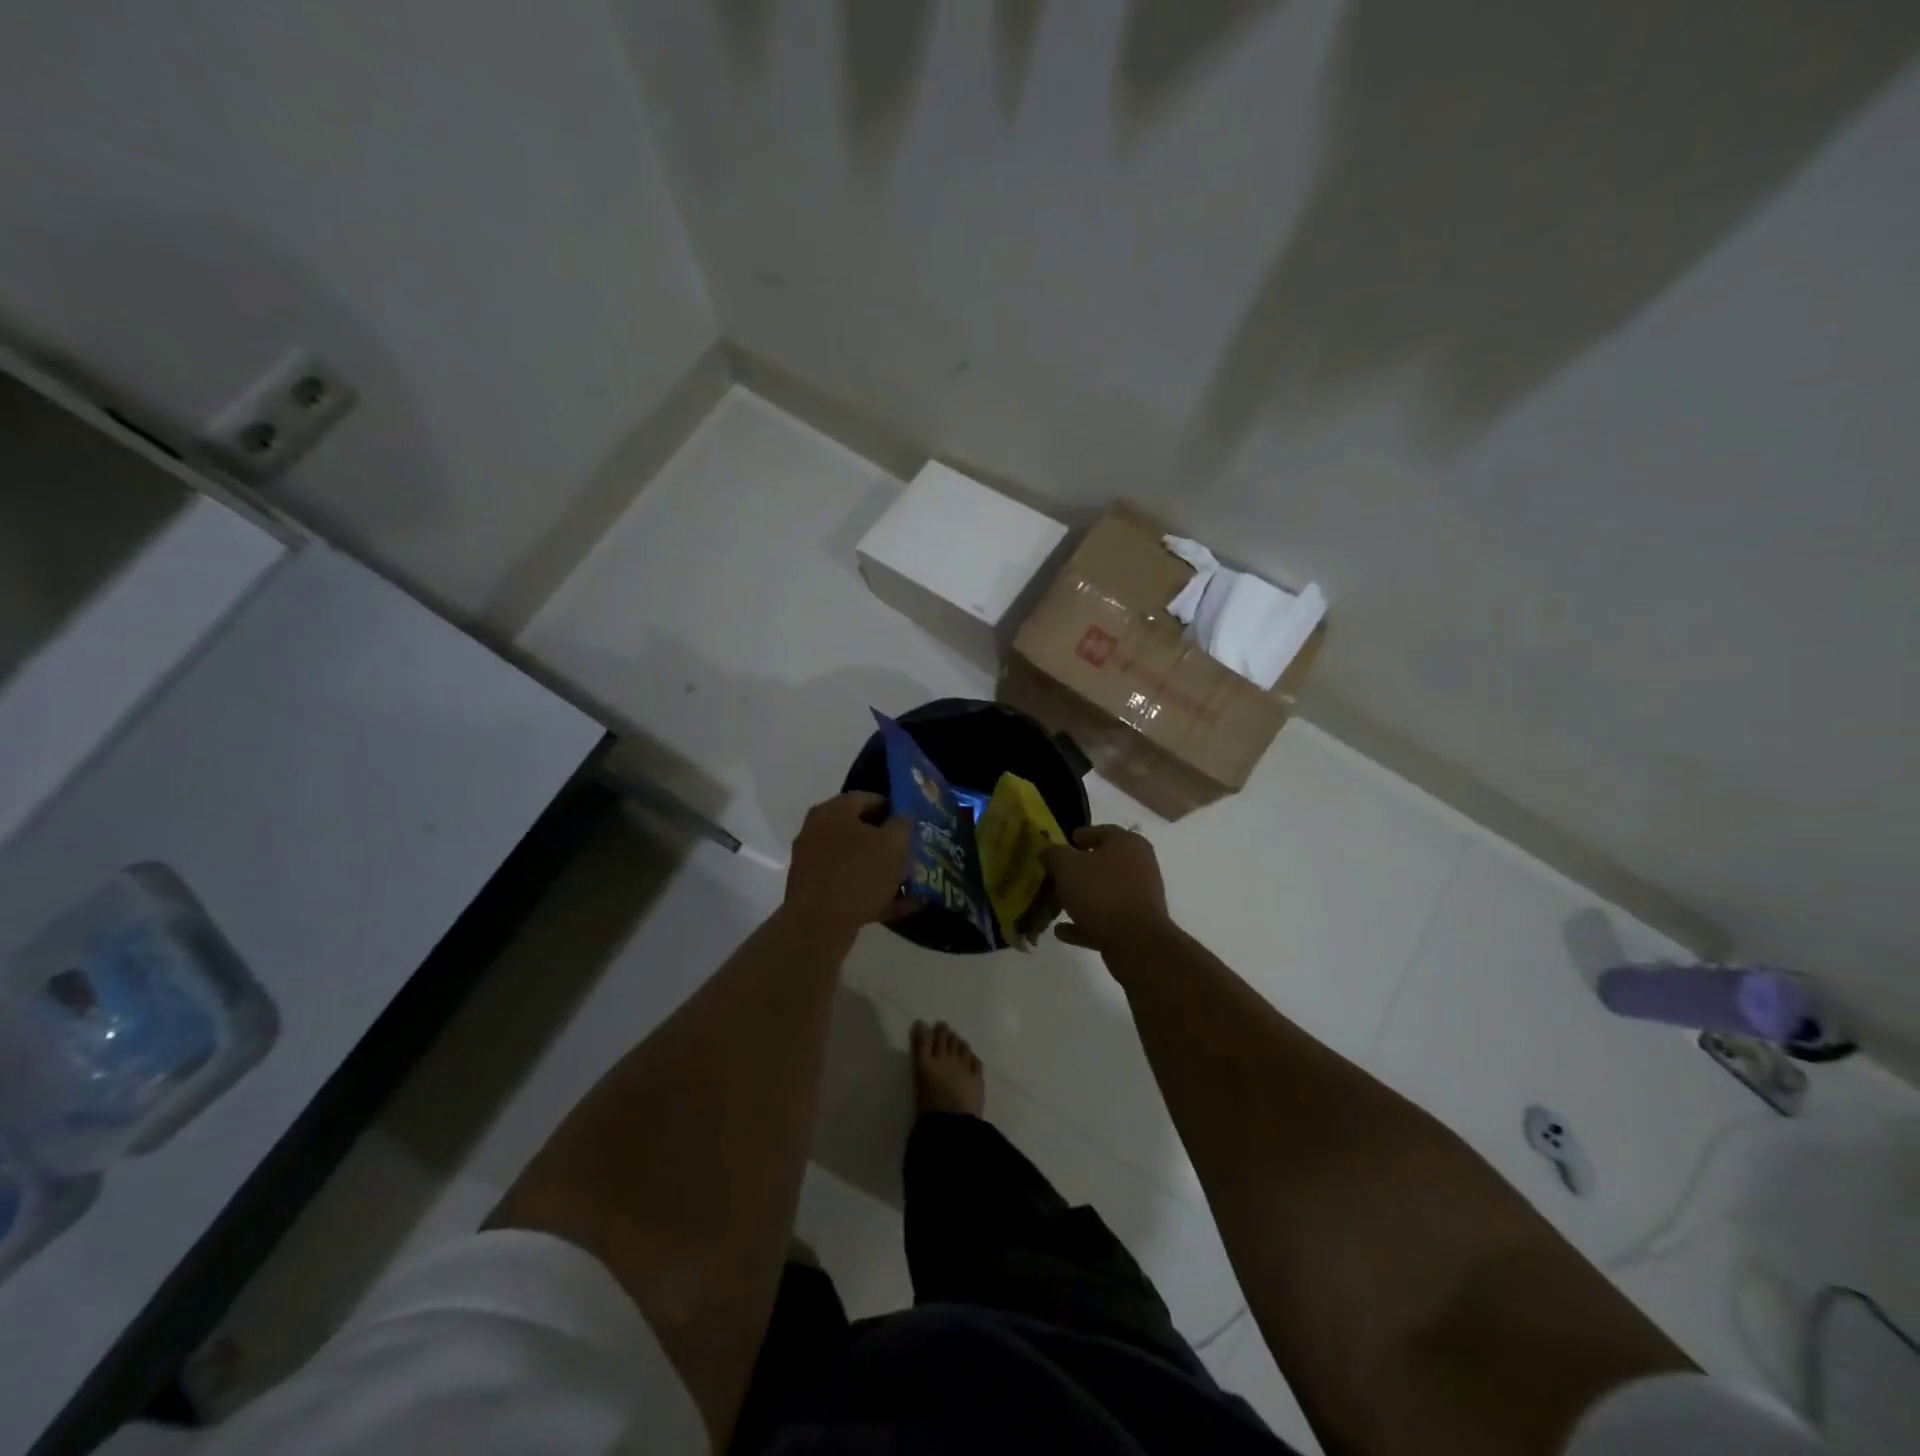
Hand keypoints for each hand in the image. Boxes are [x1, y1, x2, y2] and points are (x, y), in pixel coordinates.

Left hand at [782, 792, 912, 934]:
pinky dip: (872, 893)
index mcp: (833, 811)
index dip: (894, 808)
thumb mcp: (893, 843)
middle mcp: (817, 831)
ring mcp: (813, 863)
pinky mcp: (813, 892)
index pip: (867, 798)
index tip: (913, 824)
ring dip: (882, 870)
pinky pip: (849, 886)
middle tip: (912, 853)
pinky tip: (899, 906)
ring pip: (855, 861)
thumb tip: (904, 818)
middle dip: (888, 842)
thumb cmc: (858, 873)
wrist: (817, 925)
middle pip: (860, 830)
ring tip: (909, 882)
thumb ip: (904, 824)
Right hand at [1042, 825, 1173, 953]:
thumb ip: (1054, 854)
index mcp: (1128, 844)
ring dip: (1081, 897)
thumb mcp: (1066, 866)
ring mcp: (1140, 897)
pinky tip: (1062, 931)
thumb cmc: (1100, 892)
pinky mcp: (1137, 925)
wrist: (1135, 942)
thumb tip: (1048, 852)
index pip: (1102, 831)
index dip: (1081, 835)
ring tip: (1055, 903)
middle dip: (1078, 869)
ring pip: (1104, 892)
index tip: (1065, 842)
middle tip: (1056, 874)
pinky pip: (1106, 918)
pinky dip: (1085, 922)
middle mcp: (1140, 866)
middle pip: (1104, 863)